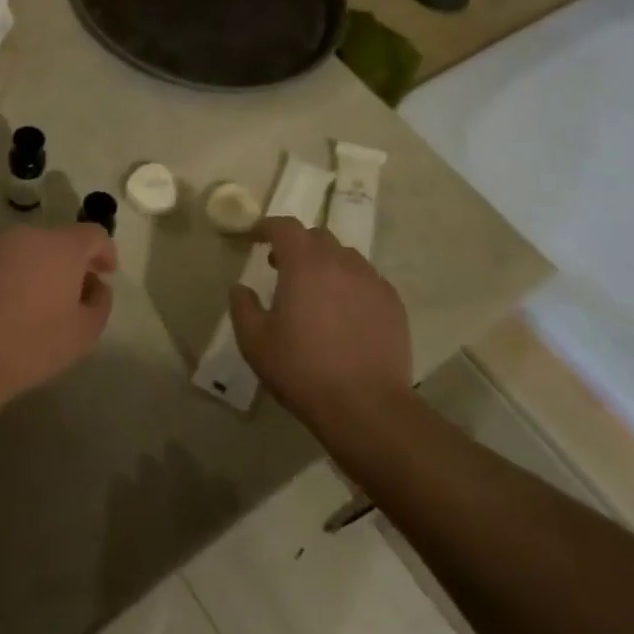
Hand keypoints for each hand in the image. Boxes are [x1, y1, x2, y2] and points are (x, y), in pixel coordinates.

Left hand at [0, 225, 116, 408]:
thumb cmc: (34, 345)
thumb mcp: (85, 332)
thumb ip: (100, 302)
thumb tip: (94, 286)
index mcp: (61, 247)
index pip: (94, 235)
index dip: (106, 252)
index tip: (107, 274)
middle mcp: (29, 236)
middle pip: (62, 240)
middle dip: (75, 262)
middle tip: (78, 294)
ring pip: (33, 249)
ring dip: (46, 268)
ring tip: (46, 302)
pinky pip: (9, 261)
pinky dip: (20, 275)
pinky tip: (16, 306)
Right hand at [228, 218, 413, 423]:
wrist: (366, 406)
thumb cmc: (302, 370)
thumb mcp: (255, 341)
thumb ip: (242, 307)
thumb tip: (240, 288)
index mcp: (304, 264)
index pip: (285, 227)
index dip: (267, 226)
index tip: (255, 236)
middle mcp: (341, 262)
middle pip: (317, 237)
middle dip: (296, 245)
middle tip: (281, 266)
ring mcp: (372, 281)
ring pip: (345, 256)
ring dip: (325, 263)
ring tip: (315, 290)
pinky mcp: (393, 303)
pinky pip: (367, 279)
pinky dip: (350, 284)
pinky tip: (344, 312)